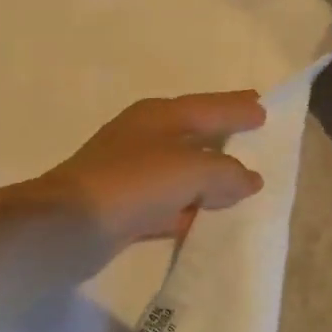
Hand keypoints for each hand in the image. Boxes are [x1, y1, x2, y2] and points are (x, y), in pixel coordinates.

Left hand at [27, 92, 267, 248]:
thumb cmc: (133, 182)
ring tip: (241, 183)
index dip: (236, 107)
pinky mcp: (124, 207)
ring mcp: (131, 172)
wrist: (69, 224)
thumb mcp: (189, 170)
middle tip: (254, 135)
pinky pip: (169, 204)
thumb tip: (248, 178)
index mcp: (159, 115)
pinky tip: (206, 219)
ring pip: (182, 170)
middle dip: (223, 135)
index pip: (209, 106)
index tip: (262, 107)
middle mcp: (145, 137)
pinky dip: (189, 208)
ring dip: (208, 176)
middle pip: (194, 133)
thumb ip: (225, 172)